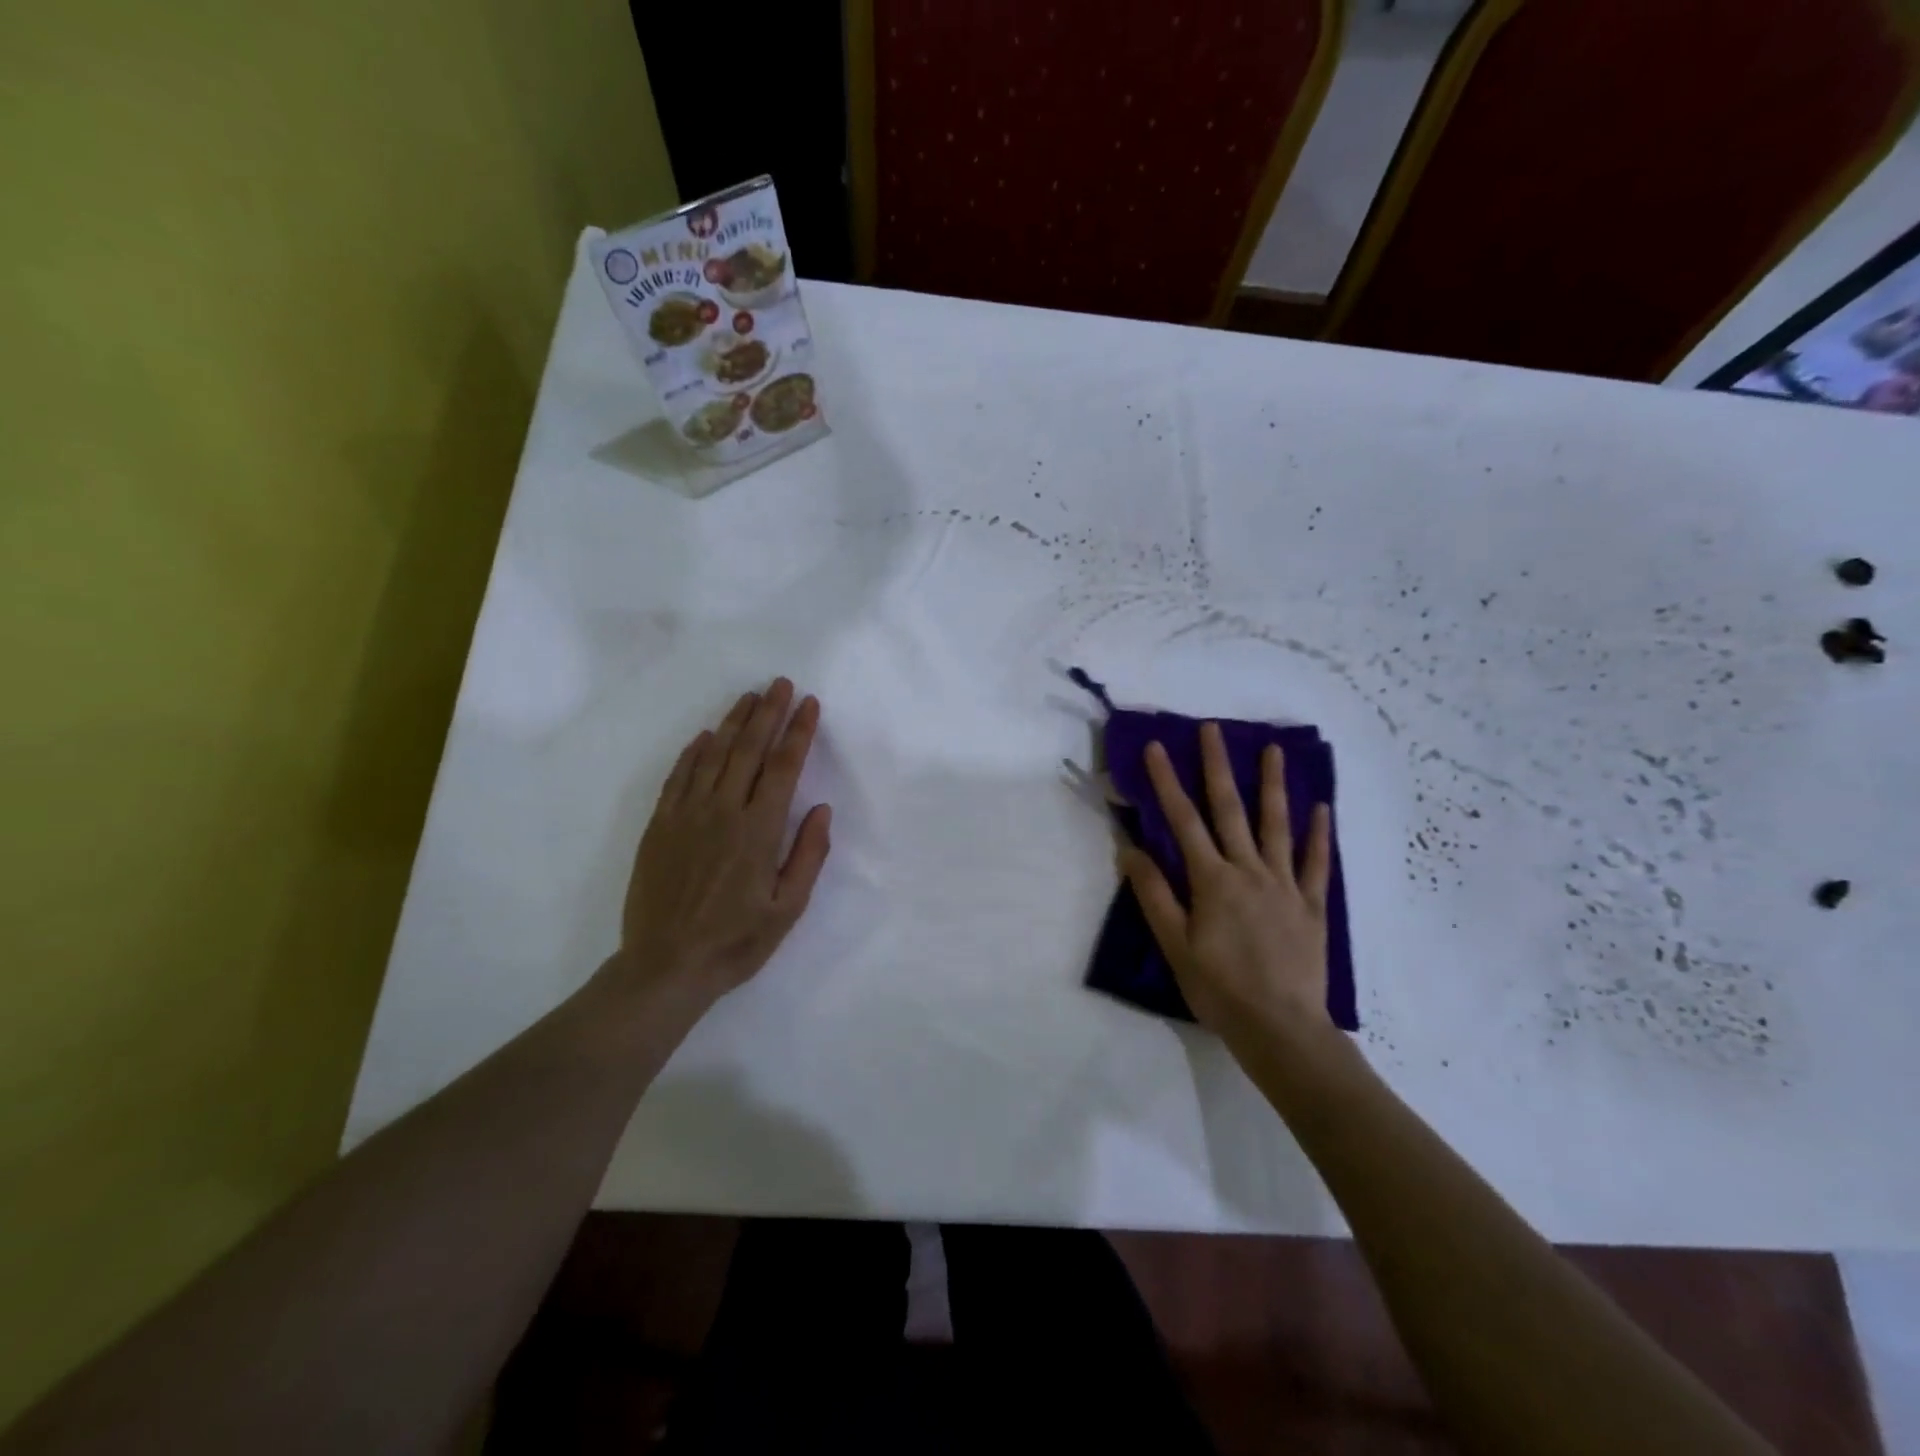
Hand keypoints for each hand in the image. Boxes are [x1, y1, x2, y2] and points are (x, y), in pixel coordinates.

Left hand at [614, 679, 831, 1002]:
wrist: (665, 967)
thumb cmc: (735, 942)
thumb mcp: (787, 909)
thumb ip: (808, 855)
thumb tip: (821, 808)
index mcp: (759, 830)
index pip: (783, 767)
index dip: (798, 732)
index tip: (809, 704)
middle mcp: (723, 812)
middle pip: (749, 750)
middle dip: (768, 713)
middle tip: (780, 683)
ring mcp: (687, 815)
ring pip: (714, 755)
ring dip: (734, 722)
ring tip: (749, 697)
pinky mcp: (660, 825)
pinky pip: (679, 777)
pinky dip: (693, 751)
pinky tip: (705, 736)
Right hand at [1118, 723, 1334, 1048]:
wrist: (1281, 1028)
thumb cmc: (1219, 988)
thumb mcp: (1175, 945)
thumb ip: (1155, 894)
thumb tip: (1130, 848)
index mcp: (1212, 880)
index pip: (1183, 820)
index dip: (1167, 781)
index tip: (1157, 747)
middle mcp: (1249, 871)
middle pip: (1230, 809)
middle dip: (1217, 766)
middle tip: (1213, 729)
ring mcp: (1285, 885)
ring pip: (1277, 825)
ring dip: (1273, 785)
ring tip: (1274, 749)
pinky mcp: (1312, 905)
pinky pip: (1316, 863)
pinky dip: (1319, 834)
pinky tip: (1322, 808)